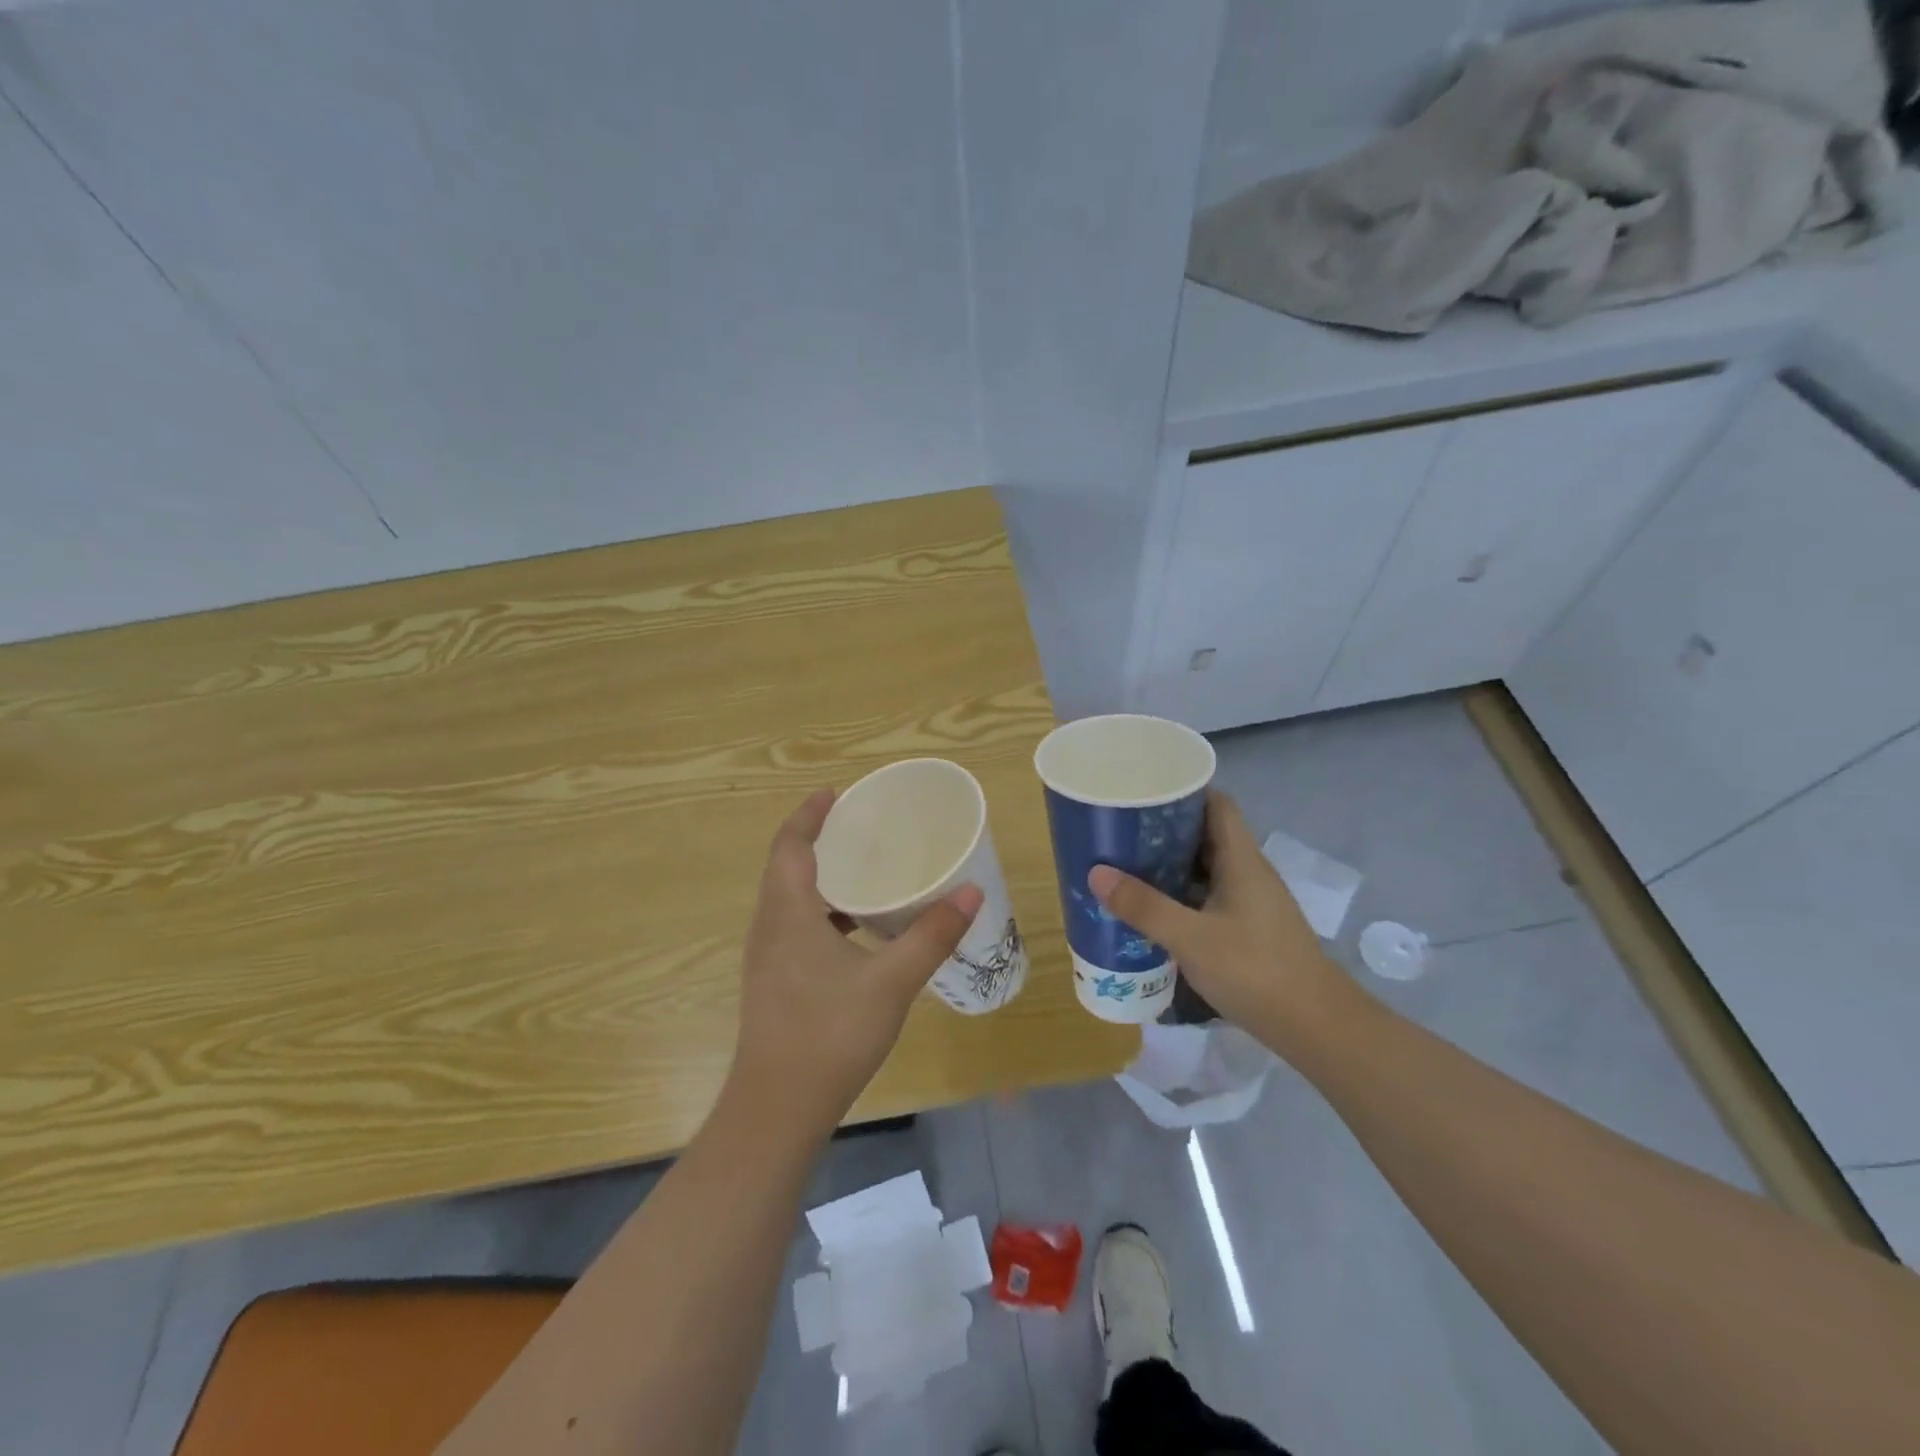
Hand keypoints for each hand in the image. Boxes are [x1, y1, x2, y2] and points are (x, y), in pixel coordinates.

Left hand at [729, 788, 983, 1138]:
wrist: (777, 1108)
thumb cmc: (830, 1034)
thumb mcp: (891, 981)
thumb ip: (931, 935)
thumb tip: (970, 891)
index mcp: (788, 913)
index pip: (790, 845)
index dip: (809, 814)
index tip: (834, 792)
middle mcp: (769, 927)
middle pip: (786, 866)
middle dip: (816, 840)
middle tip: (858, 826)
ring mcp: (767, 957)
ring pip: (789, 899)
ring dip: (819, 877)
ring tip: (862, 870)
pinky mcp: (774, 982)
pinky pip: (794, 927)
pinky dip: (822, 912)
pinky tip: (857, 932)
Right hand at [1087, 790, 1358, 1052]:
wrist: (1316, 1027)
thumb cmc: (1255, 970)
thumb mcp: (1190, 938)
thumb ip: (1144, 906)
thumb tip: (1096, 872)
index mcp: (1241, 860)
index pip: (1216, 804)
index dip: (1183, 792)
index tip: (1143, 793)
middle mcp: (1248, 872)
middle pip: (1206, 835)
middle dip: (1164, 830)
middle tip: (1121, 831)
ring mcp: (1251, 902)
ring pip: (1206, 868)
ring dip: (1170, 865)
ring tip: (1127, 867)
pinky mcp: (1249, 929)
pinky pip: (1209, 897)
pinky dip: (1181, 896)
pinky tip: (1154, 911)